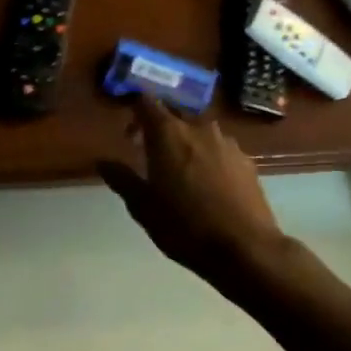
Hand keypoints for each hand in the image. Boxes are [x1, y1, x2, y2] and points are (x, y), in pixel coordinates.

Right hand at [98, 96, 288, 278]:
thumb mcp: (143, 207)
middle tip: (149, 154)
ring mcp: (227, 143)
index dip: (134, 110)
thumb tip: (103, 162)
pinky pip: (220, 149)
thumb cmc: (185, 226)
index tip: (128, 131)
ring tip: (180, 172)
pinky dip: (208, 158)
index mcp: (168, 134)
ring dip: (186, 143)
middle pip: (174, 115)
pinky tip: (207, 185)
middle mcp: (199, 128)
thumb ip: (121, 179)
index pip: (146, 102)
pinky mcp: (247, 162)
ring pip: (199, 132)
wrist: (245, 249)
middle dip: (159, 128)